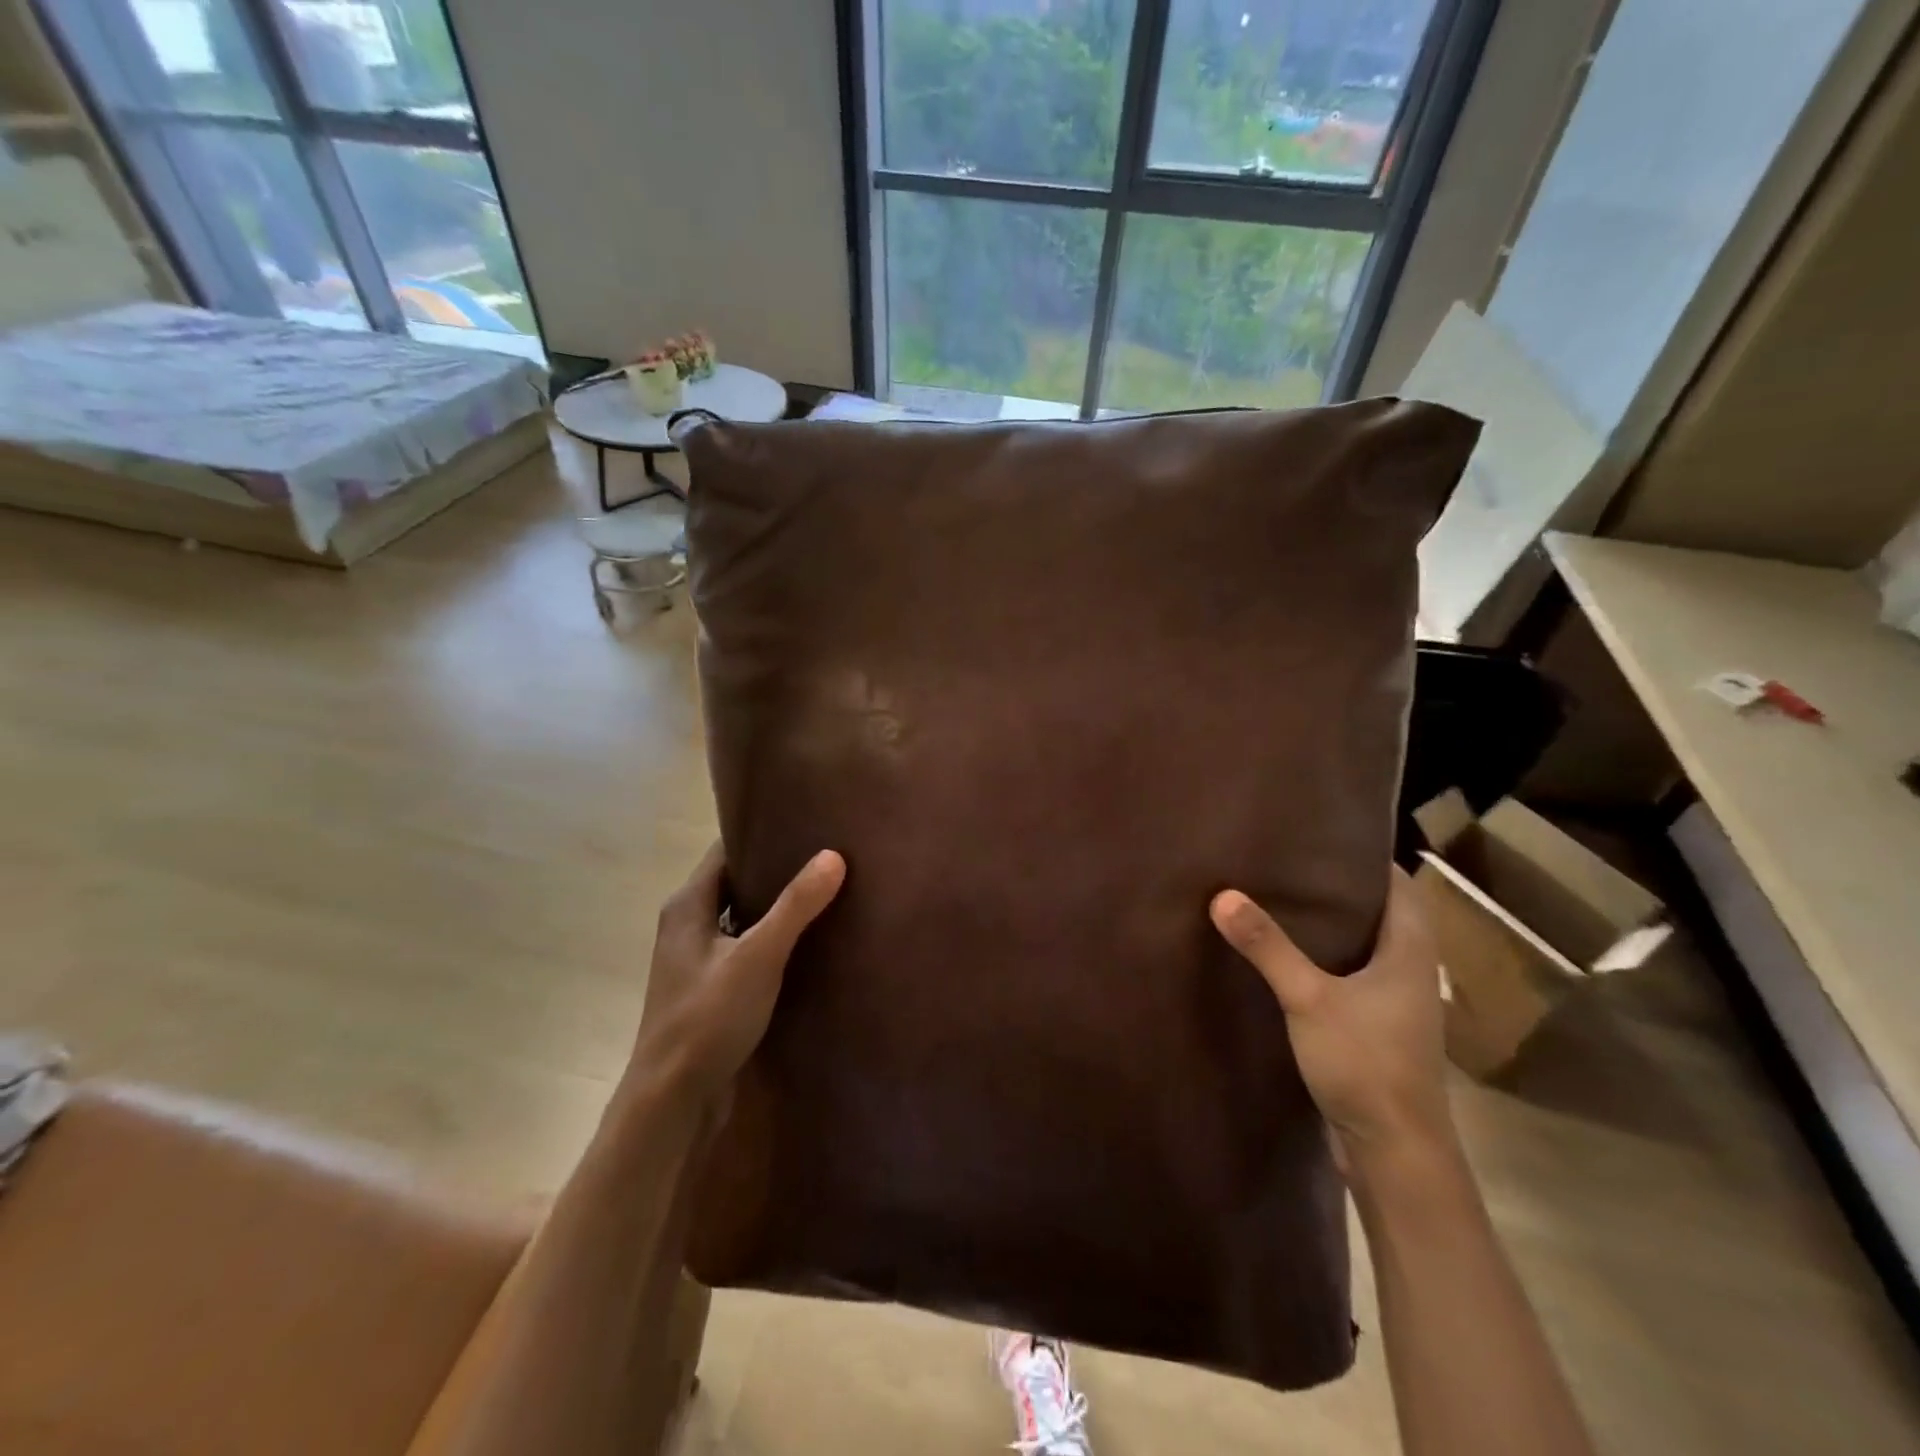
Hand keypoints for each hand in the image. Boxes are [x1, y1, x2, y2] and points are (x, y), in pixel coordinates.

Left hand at [630, 841, 846, 1101]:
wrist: (671, 1101)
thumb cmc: (707, 1019)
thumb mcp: (757, 957)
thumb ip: (795, 906)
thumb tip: (833, 855)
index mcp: (688, 904)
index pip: (726, 848)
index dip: (761, 832)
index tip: (805, 821)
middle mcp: (687, 922)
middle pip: (735, 879)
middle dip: (776, 867)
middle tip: (825, 852)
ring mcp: (697, 957)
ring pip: (741, 914)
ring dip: (775, 904)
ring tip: (825, 889)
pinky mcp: (710, 986)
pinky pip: (744, 945)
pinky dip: (771, 937)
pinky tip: (807, 941)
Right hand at [1211, 870, 1453, 1168]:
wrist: (1396, 1154)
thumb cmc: (1365, 1064)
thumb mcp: (1309, 999)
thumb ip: (1268, 947)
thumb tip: (1223, 895)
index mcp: (1410, 950)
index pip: (1398, 884)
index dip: (1364, 856)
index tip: (1320, 835)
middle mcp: (1409, 969)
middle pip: (1380, 911)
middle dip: (1339, 886)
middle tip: (1287, 862)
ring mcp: (1394, 1002)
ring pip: (1365, 945)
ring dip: (1331, 924)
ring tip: (1280, 898)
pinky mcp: (1375, 1027)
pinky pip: (1351, 975)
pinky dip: (1324, 958)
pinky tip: (1286, 957)